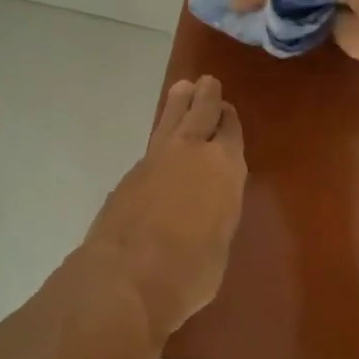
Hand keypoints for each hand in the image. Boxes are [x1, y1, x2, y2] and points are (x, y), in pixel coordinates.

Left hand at [83, 75, 246, 338]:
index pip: (230, 131)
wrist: (128, 276)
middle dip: (205, 96)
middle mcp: (191, 153)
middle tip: (206, 82)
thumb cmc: (191, 270)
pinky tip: (160, 147)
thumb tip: (205, 211)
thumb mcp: (219, 245)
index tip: (227, 111)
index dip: (229, 120)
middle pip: (200, 112)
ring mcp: (155, 159)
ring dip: (177, 104)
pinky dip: (159, 140)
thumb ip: (216, 216)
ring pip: (169, 120)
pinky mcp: (129, 174)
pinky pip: (151, 146)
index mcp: (225, 168)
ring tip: (181, 88)